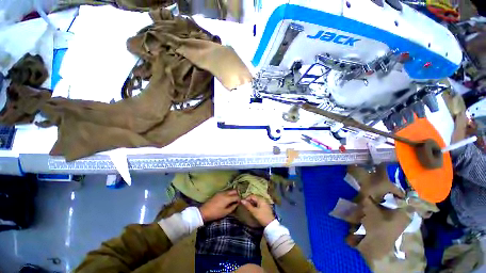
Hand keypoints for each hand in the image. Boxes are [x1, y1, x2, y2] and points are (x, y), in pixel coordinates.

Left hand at [199, 190, 239, 222]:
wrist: (204, 211)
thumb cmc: (215, 213)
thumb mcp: (225, 212)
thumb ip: (232, 207)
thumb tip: (237, 204)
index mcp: (228, 198)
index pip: (237, 196)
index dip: (239, 199)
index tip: (239, 203)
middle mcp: (225, 193)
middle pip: (234, 190)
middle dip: (237, 194)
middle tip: (236, 200)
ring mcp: (221, 192)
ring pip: (230, 190)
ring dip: (232, 194)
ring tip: (232, 200)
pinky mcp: (218, 193)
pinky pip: (225, 191)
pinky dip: (228, 194)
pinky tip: (226, 199)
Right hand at [241, 195, 274, 226]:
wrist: (271, 224)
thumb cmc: (262, 217)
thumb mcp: (254, 211)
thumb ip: (248, 205)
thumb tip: (242, 200)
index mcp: (260, 199)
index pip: (252, 196)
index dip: (246, 198)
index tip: (242, 203)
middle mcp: (263, 199)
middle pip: (254, 197)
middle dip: (249, 200)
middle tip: (244, 205)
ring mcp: (264, 203)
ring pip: (256, 201)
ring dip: (251, 203)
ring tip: (247, 207)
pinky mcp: (265, 206)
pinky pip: (258, 203)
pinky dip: (255, 205)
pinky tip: (252, 209)